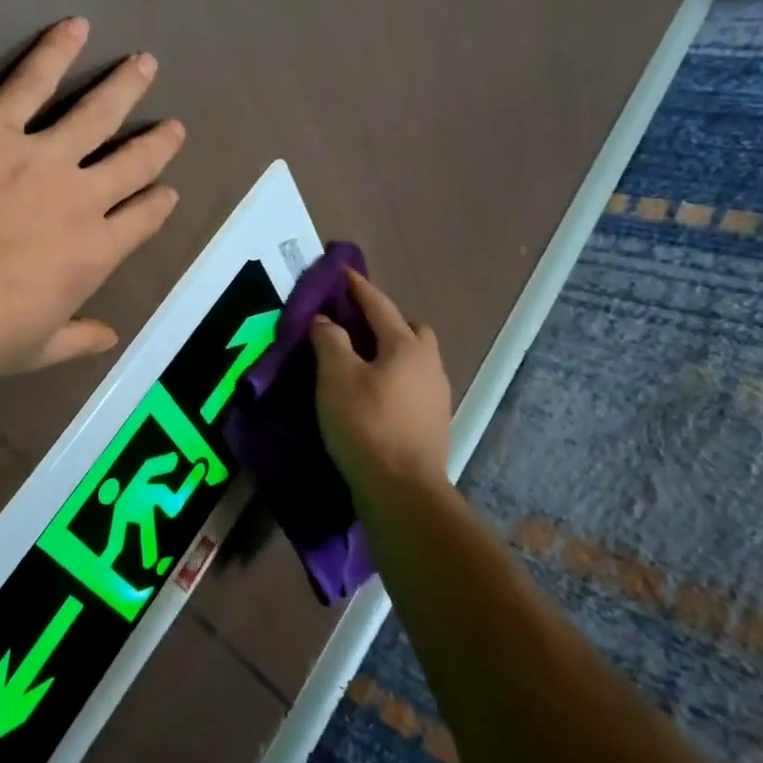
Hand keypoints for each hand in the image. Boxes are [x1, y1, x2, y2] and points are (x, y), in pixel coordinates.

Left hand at [0, 17, 183, 390]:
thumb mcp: (33, 352)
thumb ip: (78, 339)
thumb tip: (111, 336)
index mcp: (94, 254)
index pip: (142, 220)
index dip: (158, 203)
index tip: (166, 190)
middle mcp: (81, 199)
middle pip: (133, 161)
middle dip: (157, 143)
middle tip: (173, 126)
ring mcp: (40, 157)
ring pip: (97, 112)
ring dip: (125, 86)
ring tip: (144, 64)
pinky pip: (32, 80)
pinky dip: (56, 51)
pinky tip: (74, 27)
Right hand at [310, 270, 452, 504]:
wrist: (403, 490)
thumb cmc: (366, 425)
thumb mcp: (336, 378)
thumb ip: (330, 341)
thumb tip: (326, 320)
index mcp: (406, 346)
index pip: (380, 305)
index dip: (358, 287)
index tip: (343, 272)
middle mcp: (429, 365)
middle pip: (411, 330)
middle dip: (386, 322)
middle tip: (356, 330)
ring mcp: (437, 396)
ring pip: (415, 361)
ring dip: (392, 354)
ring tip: (361, 366)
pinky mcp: (434, 424)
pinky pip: (414, 387)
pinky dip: (395, 381)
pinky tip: (375, 397)